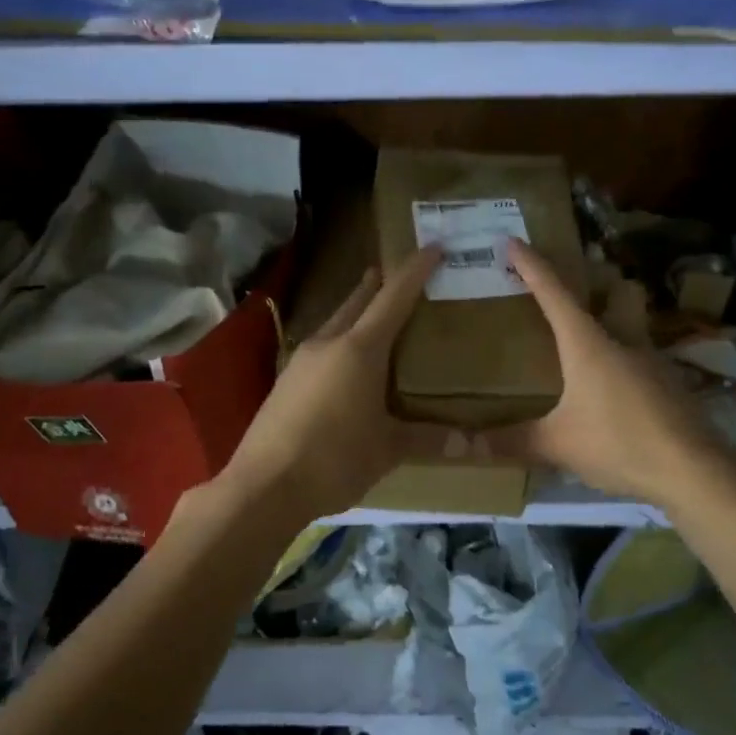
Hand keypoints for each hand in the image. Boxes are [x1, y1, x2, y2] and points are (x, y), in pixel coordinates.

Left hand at [217, 247, 450, 524]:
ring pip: (335, 323)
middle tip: (401, 276)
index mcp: (359, 350)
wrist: (264, 486)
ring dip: (356, 313)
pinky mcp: (285, 383)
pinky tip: (347, 364)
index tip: (433, 247)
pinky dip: (341, 342)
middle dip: (379, 285)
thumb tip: (471, 442)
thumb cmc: (335, 459)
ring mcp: (301, 361)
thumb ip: (428, 439)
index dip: (415, 270)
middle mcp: (328, 344)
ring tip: (377, 317)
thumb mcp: (388, 449)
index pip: (393, 297)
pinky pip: (321, 348)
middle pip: (357, 302)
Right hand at [483, 240, 724, 505]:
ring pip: (629, 325)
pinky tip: (611, 390)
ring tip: (584, 348)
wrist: (692, 470)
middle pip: (612, 294)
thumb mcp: (558, 444)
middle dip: (593, 282)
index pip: (554, 293)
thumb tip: (468, 445)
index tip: (512, 242)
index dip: (531, 265)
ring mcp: (652, 360)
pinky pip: (639, 358)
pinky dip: (622, 361)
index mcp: (588, 344)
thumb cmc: (618, 443)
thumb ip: (513, 442)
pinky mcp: (668, 384)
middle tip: (568, 291)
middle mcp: (622, 340)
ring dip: (609, 324)